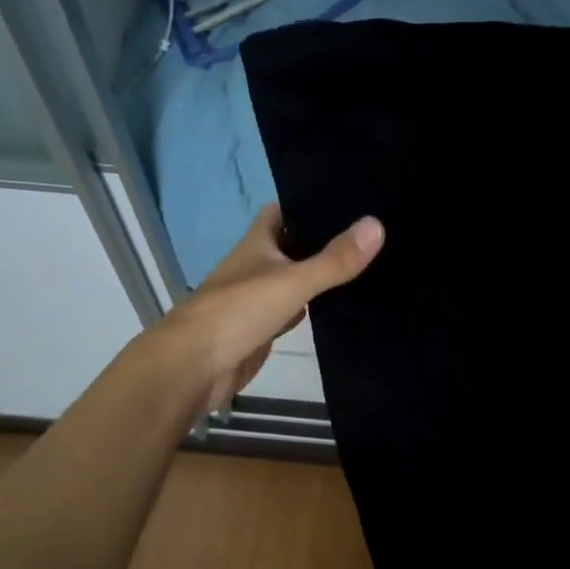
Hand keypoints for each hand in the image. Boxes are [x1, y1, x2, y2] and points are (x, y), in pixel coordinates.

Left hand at [148, 204, 383, 412]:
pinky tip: (336, 310)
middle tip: (365, 235)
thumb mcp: (293, 281)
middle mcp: (254, 266)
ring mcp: (254, 299)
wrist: (193, 368)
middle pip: (289, 246)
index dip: (306, 203)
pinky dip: (308, 310)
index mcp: (256, 244)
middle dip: (320, 240)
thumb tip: (377, 224)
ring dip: (316, 276)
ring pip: (291, 280)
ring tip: (361, 266)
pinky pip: (289, 313)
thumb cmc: (237, 312)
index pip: (281, 211)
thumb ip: (334, 259)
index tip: (344, 200)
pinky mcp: (258, 330)